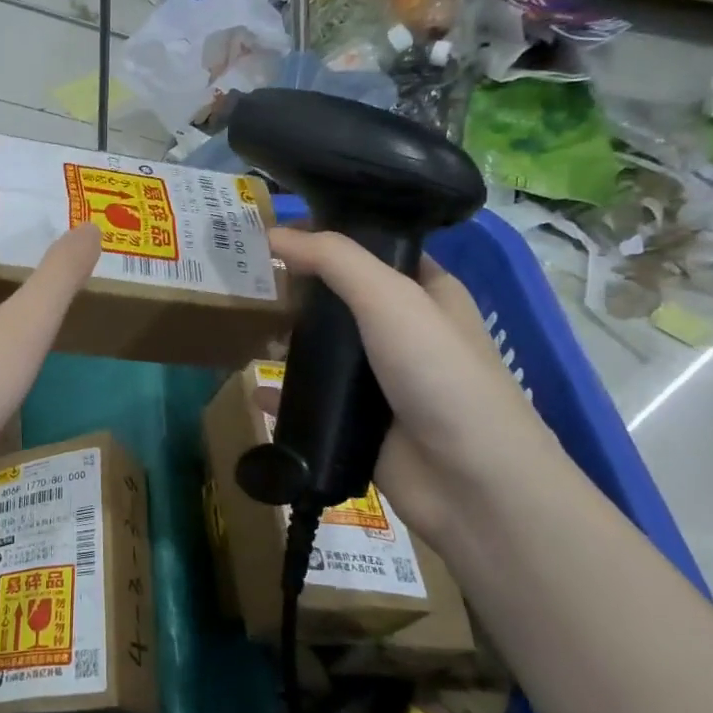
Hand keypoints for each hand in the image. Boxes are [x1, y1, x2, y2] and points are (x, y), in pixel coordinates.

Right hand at [267, 226, 567, 551]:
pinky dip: (284, 396)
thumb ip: (333, 259)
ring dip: (287, 342)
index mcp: (425, 292)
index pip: (372, 250)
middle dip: (297, 291)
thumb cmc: (439, 373)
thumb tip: (274, 232)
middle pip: (340, 300)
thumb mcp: (390, 298)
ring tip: (242, 328)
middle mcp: (404, 331)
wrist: (469, 480)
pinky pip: (312, 401)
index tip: (275, 232)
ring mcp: (380, 380)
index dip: (328, 239)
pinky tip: (255, 391)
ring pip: (323, 351)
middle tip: (246, 278)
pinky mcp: (359, 422)